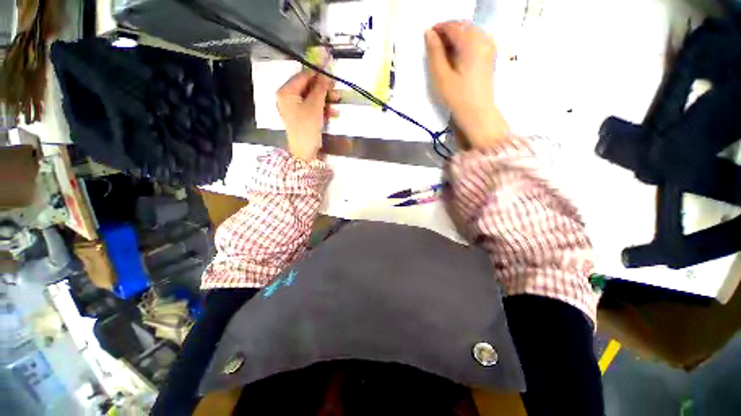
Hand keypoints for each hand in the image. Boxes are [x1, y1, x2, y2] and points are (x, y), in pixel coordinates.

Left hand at [277, 69, 339, 160]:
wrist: (304, 152)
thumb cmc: (306, 127)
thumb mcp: (315, 106)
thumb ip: (320, 88)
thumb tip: (325, 72)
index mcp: (286, 92)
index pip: (303, 76)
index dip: (318, 73)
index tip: (331, 71)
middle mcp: (288, 97)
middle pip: (308, 87)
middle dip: (324, 89)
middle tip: (336, 88)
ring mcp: (295, 108)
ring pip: (312, 98)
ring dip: (326, 100)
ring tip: (338, 101)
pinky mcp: (302, 117)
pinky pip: (313, 108)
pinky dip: (323, 109)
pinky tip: (333, 113)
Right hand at [425, 21, 509, 148]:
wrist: (477, 113)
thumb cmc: (457, 97)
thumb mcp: (441, 76)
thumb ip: (434, 52)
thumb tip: (429, 33)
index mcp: (471, 43)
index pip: (453, 27)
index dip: (438, 28)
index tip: (427, 35)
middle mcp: (483, 39)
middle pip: (463, 26)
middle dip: (448, 31)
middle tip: (434, 44)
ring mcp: (489, 47)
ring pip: (470, 32)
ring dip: (456, 36)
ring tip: (444, 50)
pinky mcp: (490, 56)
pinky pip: (476, 40)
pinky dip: (465, 42)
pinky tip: (457, 54)